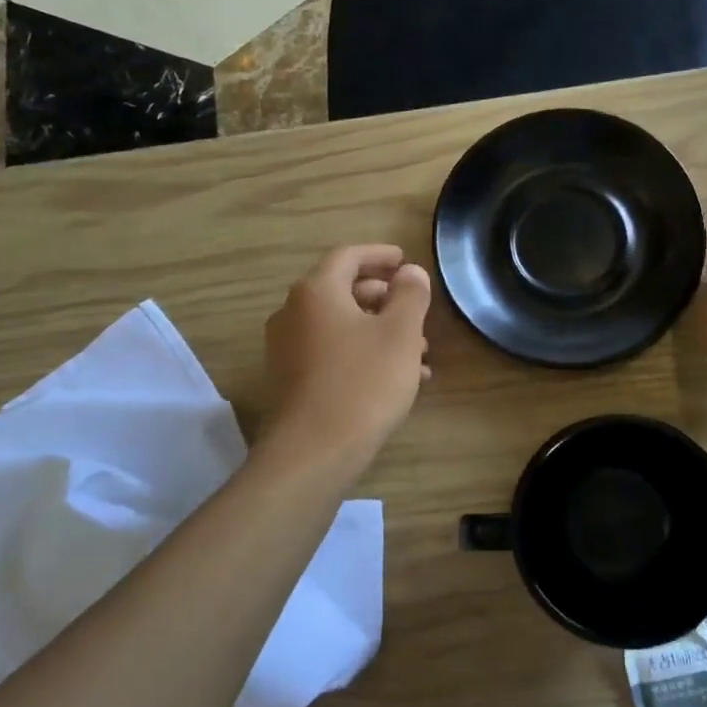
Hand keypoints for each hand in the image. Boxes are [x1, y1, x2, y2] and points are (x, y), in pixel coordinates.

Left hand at [261, 244, 431, 477]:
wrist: (314, 452)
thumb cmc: (363, 383)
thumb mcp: (400, 334)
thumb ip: (410, 295)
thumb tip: (410, 272)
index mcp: (316, 292)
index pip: (348, 256)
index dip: (380, 255)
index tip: (406, 261)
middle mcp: (293, 313)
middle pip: (342, 290)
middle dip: (384, 298)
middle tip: (415, 310)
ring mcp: (288, 348)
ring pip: (340, 325)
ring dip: (378, 330)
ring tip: (418, 352)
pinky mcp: (291, 379)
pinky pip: (332, 352)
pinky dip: (363, 352)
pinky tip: (396, 378)